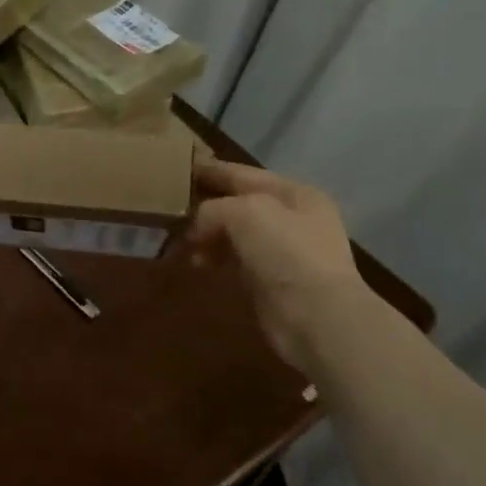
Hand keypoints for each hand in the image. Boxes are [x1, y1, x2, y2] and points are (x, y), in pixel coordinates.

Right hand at [188, 159, 365, 367]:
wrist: (316, 317)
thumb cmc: (285, 252)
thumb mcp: (245, 212)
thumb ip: (213, 209)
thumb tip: (195, 228)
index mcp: (294, 192)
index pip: (242, 173)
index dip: (210, 170)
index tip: (178, 168)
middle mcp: (292, 218)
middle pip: (238, 204)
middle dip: (205, 206)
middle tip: (169, 208)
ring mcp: (284, 252)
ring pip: (235, 234)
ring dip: (207, 236)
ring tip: (178, 242)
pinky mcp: (272, 282)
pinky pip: (235, 261)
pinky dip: (215, 259)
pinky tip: (197, 263)